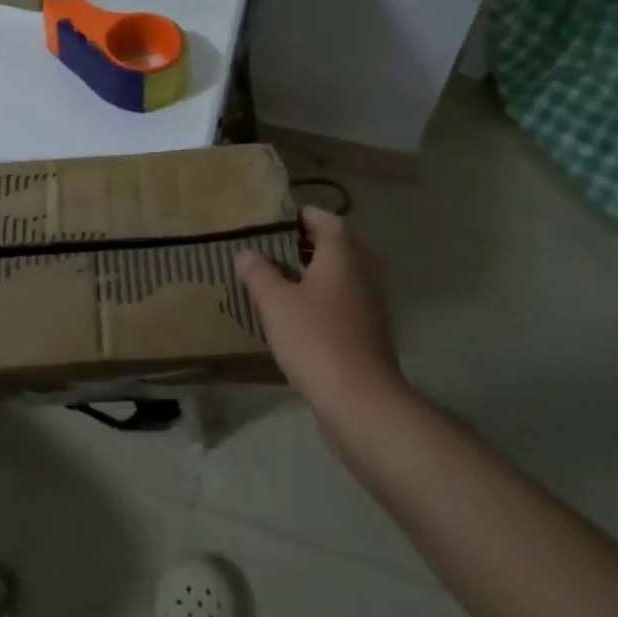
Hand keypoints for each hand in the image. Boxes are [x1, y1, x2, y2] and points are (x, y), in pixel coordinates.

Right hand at [236, 207, 406, 422]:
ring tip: (281, 277)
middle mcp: (363, 272)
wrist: (361, 401)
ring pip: (344, 274)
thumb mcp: (275, 302)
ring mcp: (371, 304)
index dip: (303, 215)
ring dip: (317, 271)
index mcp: (343, 256)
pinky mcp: (371, 332)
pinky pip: (347, 299)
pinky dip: (325, 296)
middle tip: (274, 246)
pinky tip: (299, 312)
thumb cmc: (315, 339)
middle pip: (339, 245)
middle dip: (308, 242)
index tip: (276, 220)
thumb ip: (258, 272)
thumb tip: (245, 252)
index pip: (328, 219)